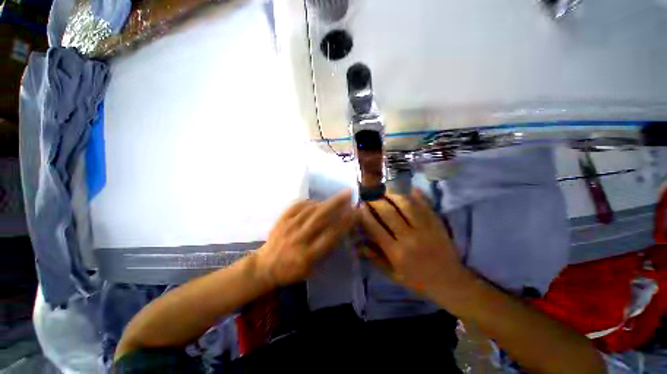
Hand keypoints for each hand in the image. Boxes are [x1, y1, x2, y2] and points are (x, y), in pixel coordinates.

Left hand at [255, 190, 353, 287]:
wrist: (264, 267)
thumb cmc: (291, 271)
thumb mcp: (311, 270)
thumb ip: (325, 252)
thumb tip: (339, 232)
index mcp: (307, 255)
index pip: (330, 236)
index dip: (344, 223)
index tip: (354, 212)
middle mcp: (298, 239)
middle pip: (320, 218)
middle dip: (336, 204)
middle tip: (348, 193)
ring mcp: (288, 227)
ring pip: (309, 210)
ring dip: (325, 202)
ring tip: (337, 197)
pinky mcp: (281, 221)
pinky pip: (296, 206)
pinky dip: (308, 201)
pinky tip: (316, 201)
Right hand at [358, 189, 470, 299]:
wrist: (450, 282)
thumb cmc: (418, 279)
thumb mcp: (393, 275)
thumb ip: (375, 258)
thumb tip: (359, 244)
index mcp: (396, 253)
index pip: (376, 228)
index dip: (365, 215)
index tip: (359, 205)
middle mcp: (409, 238)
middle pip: (388, 213)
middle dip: (376, 201)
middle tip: (369, 194)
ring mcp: (425, 228)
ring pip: (406, 204)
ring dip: (393, 194)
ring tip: (385, 190)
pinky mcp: (437, 222)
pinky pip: (424, 204)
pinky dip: (415, 193)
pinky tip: (406, 188)